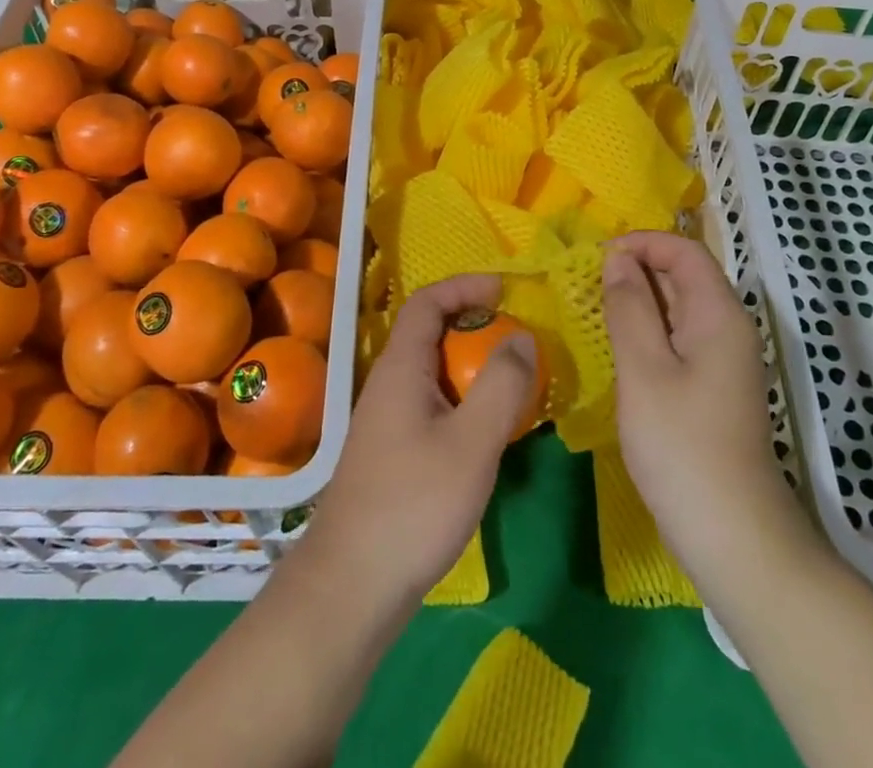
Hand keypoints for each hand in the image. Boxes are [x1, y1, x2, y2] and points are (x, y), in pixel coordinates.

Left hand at [305, 272, 537, 611]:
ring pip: (433, 372)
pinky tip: (485, 433)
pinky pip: (432, 404)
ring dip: (471, 367)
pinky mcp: (392, 453)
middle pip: (430, 334)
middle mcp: (389, 384)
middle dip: (475, 327)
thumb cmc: (413, 505)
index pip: (426, 302)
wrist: (352, 586)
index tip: (504, 290)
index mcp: (401, 368)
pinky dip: (463, 401)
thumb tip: (521, 339)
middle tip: (517, 343)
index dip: (464, 286)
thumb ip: (501, 387)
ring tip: (512, 385)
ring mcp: (387, 420)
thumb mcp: (471, 443)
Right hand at [603, 232, 807, 590]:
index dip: (642, 243)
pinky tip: (617, 347)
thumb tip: (617, 260)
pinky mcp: (711, 386)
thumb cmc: (683, 446)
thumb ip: (629, 307)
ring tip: (594, 310)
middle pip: (683, 275)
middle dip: (635, 268)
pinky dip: (646, 330)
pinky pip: (677, 337)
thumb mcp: (644, 369)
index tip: (597, 258)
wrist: (733, 536)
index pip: (684, 250)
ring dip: (638, 300)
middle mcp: (727, 327)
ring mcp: (722, 359)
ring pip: (678, 307)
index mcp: (719, 314)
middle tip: (585, 284)